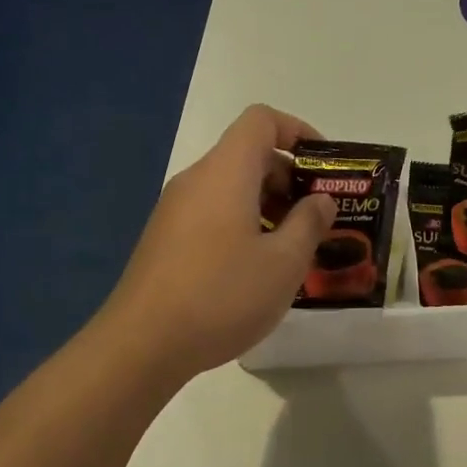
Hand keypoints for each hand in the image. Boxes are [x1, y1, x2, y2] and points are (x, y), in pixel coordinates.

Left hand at [102, 105, 335, 376]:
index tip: (324, 167)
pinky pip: (213, 213)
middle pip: (248, 154)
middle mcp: (197, 180)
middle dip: (289, 177)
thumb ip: (310, 223)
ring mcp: (175, 210)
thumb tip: (320, 200)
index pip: (262, 120)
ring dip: (268, 205)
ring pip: (231, 188)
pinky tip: (257, 269)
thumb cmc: (222, 295)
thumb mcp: (284, 262)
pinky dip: (243, 224)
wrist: (141, 345)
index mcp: (226, 172)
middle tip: (318, 217)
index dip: (298, 131)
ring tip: (293, 248)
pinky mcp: (165, 239)